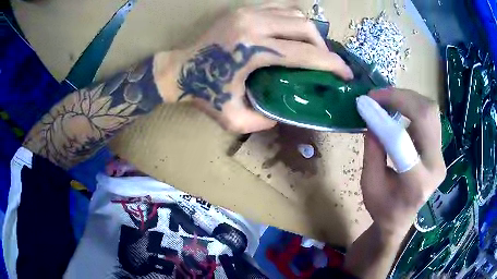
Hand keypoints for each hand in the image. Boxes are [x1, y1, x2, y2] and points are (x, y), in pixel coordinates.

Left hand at [166, 3, 352, 133]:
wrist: (179, 70)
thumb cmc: (204, 93)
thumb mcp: (235, 119)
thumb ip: (267, 119)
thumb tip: (288, 111)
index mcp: (253, 49)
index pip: (305, 54)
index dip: (331, 64)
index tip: (345, 73)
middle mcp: (254, 23)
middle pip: (305, 28)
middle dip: (323, 47)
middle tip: (326, 63)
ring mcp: (248, 11)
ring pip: (295, 14)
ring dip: (310, 32)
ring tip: (311, 49)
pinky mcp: (244, 9)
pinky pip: (280, 8)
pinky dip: (293, 20)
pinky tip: (293, 34)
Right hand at [358, 88, 445, 238]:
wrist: (400, 219)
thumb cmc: (382, 208)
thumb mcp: (369, 184)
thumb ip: (372, 151)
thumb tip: (372, 119)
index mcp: (416, 182)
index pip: (401, 141)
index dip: (381, 118)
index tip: (364, 103)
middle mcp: (435, 165)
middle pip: (426, 115)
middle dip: (400, 97)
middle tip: (377, 95)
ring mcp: (441, 155)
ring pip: (430, 111)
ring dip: (407, 98)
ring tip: (386, 99)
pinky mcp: (439, 148)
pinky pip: (429, 116)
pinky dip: (412, 106)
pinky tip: (399, 108)